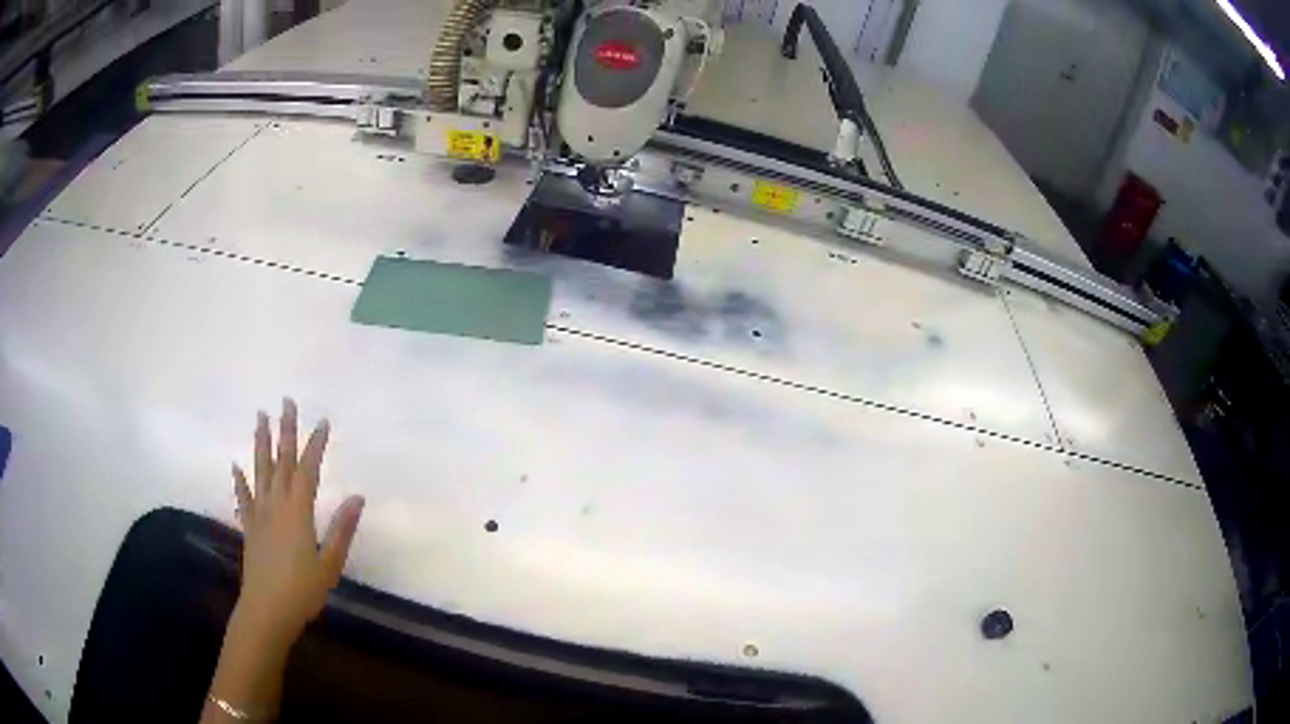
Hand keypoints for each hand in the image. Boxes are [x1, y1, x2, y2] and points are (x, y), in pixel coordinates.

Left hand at [231, 398, 363, 650]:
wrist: (266, 611)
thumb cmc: (302, 591)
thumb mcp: (329, 564)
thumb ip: (341, 530)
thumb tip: (357, 497)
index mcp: (298, 512)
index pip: (308, 470)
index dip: (316, 444)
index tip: (323, 421)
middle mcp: (276, 505)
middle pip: (281, 461)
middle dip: (285, 430)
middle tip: (286, 401)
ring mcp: (260, 514)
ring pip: (260, 471)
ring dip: (261, 442)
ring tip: (260, 416)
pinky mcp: (249, 527)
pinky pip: (244, 498)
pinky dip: (240, 480)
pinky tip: (236, 465)